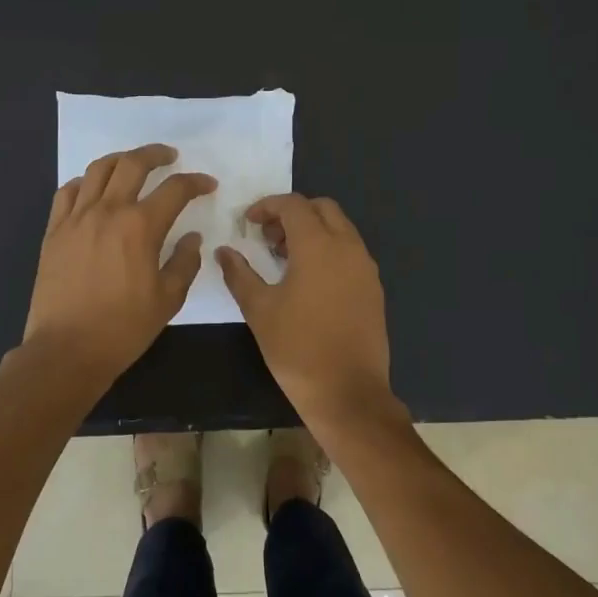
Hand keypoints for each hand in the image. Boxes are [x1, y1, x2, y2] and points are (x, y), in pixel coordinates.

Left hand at [23, 144, 215, 387]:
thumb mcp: (168, 299)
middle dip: (156, 154)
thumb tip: (192, 238)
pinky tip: (94, 189)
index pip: (174, 189)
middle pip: (132, 164)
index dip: (195, 182)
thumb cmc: (123, 328)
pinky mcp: (54, 231)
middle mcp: (107, 211)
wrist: (66, 349)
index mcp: (140, 227)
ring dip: (120, 160)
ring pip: (97, 170)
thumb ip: (184, 262)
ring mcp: (76, 218)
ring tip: (132, 164)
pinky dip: (85, 182)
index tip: (207, 185)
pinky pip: (67, 192)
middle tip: (170, 156)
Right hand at [216, 194, 401, 437]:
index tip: (248, 223)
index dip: (268, 206)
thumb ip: (239, 274)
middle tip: (268, 239)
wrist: (348, 392)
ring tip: (285, 260)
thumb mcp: (259, 309)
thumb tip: (224, 251)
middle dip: (293, 214)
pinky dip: (329, 250)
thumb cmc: (297, 348)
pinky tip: (309, 281)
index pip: (294, 205)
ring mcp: (366, 267)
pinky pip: (351, 252)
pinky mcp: (374, 288)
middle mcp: (348, 247)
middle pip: (323, 208)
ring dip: (313, 231)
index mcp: (319, 245)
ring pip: (340, 229)